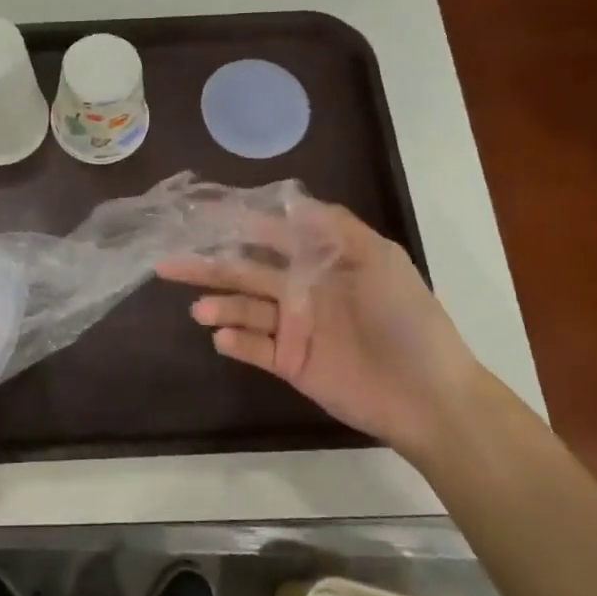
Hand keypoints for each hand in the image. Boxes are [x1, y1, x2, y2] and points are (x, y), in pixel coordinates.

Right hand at [156, 204, 485, 459]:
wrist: (429, 396)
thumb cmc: (406, 318)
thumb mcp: (380, 258)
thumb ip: (334, 228)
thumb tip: (288, 199)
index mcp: (320, 262)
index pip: (269, 237)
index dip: (235, 226)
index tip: (198, 216)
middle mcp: (301, 290)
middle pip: (245, 273)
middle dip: (208, 267)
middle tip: (167, 263)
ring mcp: (294, 328)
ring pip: (244, 310)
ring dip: (219, 307)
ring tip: (199, 311)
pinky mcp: (291, 363)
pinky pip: (254, 348)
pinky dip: (235, 342)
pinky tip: (220, 337)